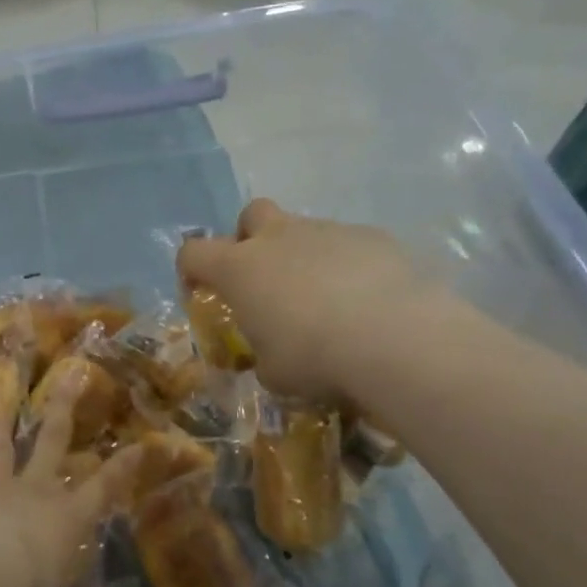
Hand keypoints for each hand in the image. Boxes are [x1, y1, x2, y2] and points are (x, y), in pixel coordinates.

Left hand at [0, 369, 139, 586]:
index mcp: (65, 519)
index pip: (104, 488)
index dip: (124, 466)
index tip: (142, 442)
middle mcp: (34, 493)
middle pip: (54, 442)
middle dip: (65, 409)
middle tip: (72, 376)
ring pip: (2, 447)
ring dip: (2, 423)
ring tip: (1, 400)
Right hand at [178, 198, 462, 407]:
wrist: (395, 339)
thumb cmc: (314, 357)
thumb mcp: (273, 372)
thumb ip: (263, 355)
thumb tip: (272, 356)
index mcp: (240, 269)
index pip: (194, 252)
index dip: (191, 270)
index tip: (201, 292)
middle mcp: (279, 238)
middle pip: (253, 214)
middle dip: (252, 238)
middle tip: (265, 278)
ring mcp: (329, 232)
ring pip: (306, 231)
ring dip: (305, 258)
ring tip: (328, 303)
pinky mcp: (373, 237)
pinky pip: (349, 246)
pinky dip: (349, 268)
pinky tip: (367, 303)